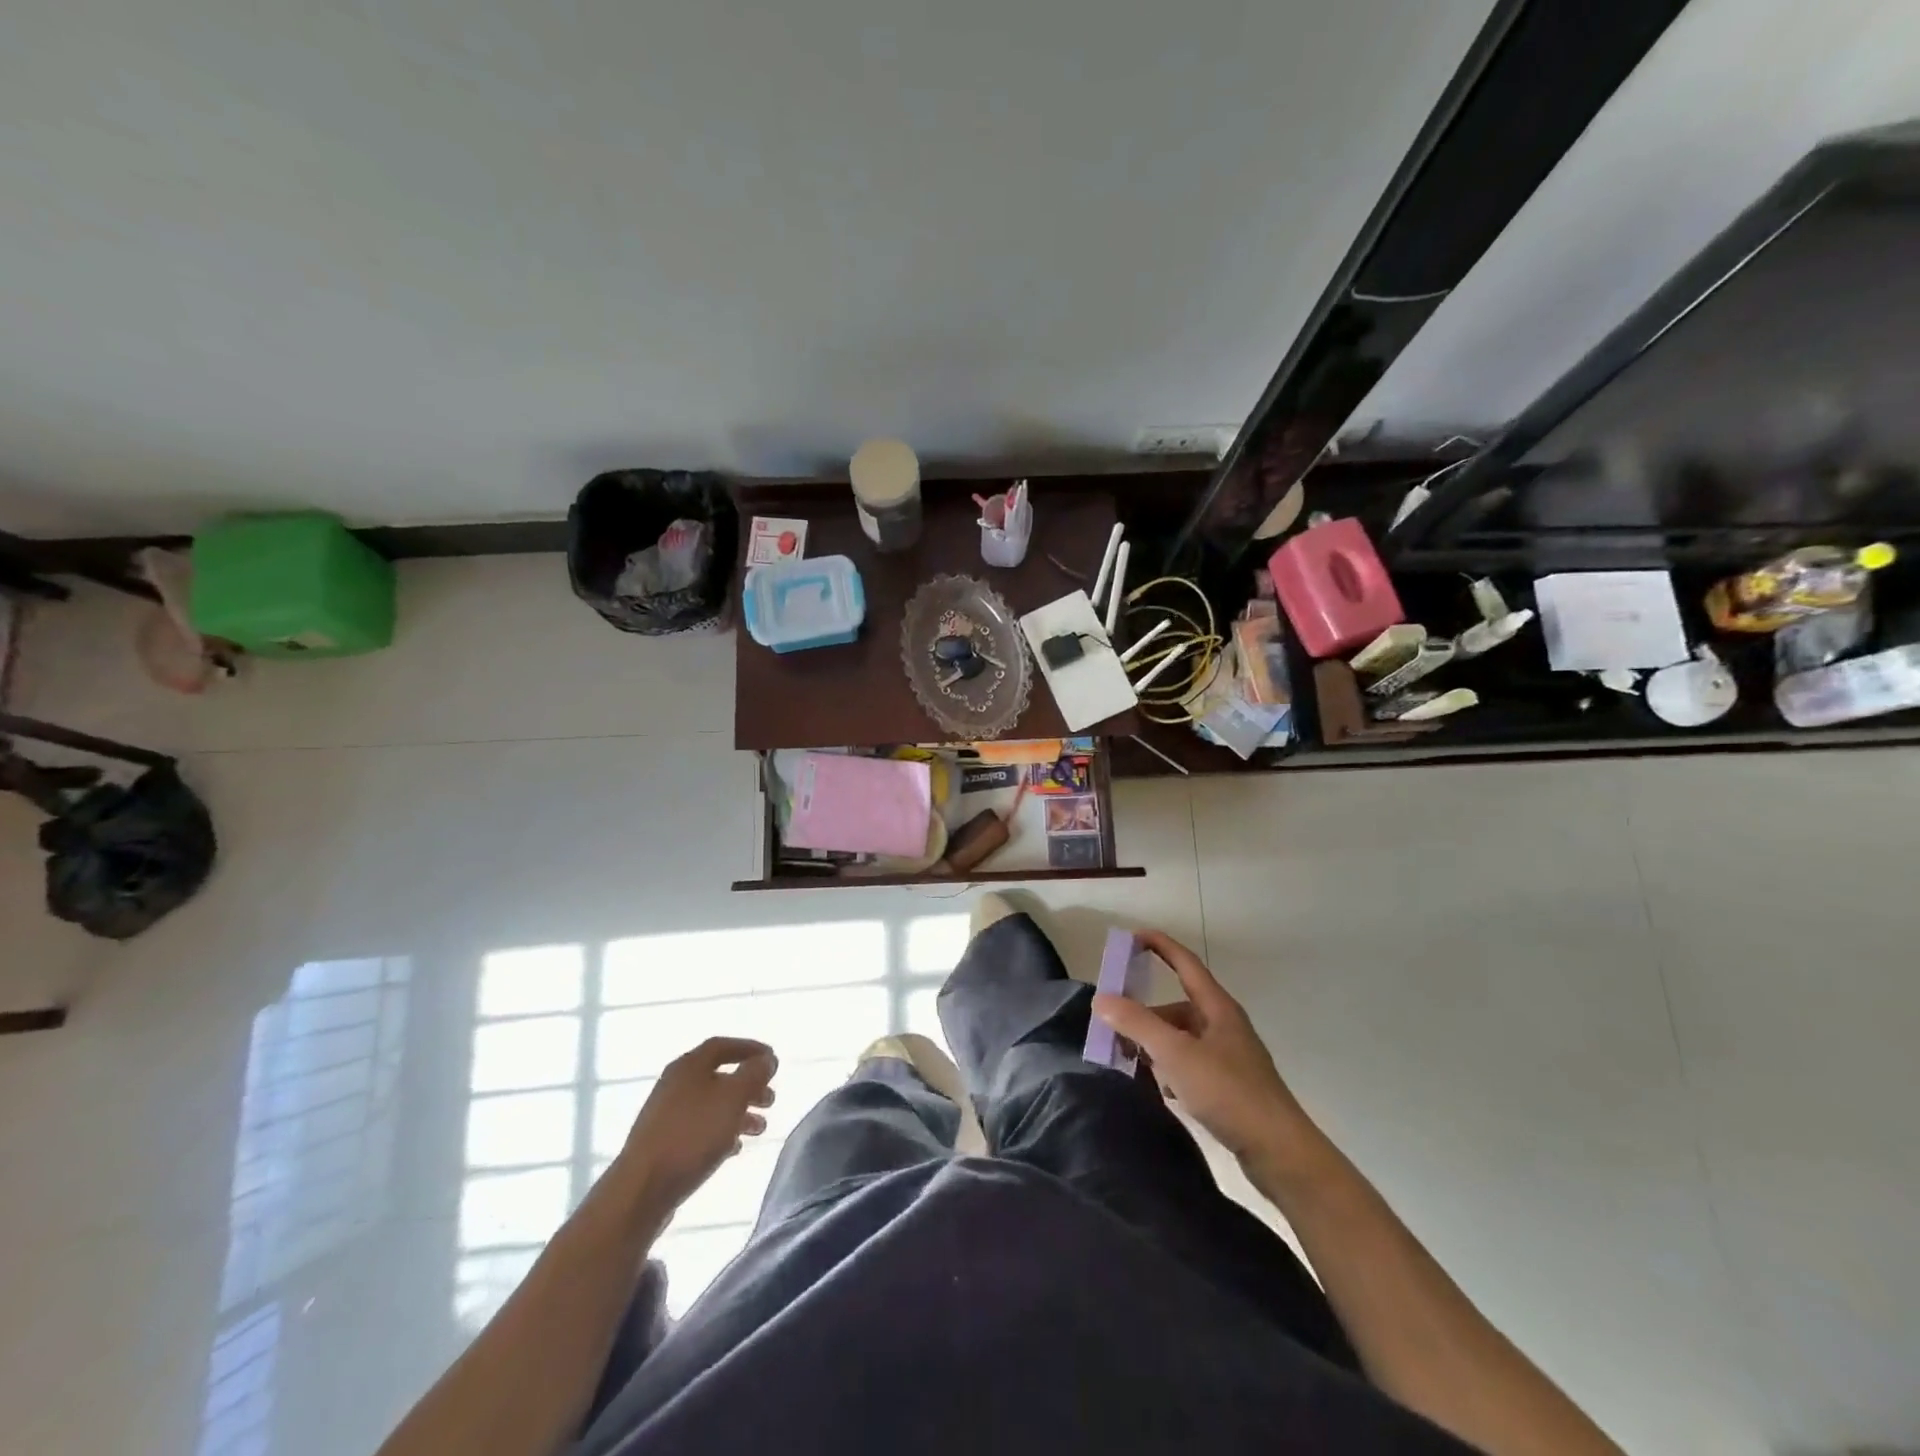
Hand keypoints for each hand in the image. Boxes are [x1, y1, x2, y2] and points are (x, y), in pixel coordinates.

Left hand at [619, 1037, 777, 1213]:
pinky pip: (699, 1129)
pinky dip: (721, 1132)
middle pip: (719, 1076)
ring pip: (711, 1105)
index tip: (772, 1061)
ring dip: (739, 1112)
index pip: (723, 1046)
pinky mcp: (663, 1143)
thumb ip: (754, 1074)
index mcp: (689, 1066)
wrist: (642, 1189)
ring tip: (760, 1129)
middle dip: (748, 1086)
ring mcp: (666, 1115)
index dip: (750, 1049)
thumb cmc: (692, 1134)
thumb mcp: (733, 1097)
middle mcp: (675, 1084)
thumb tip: (766, 1059)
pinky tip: (735, 1148)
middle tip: (770, 1100)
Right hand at [1092, 931, 1314, 1168]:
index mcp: (1217, 1007)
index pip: (1184, 962)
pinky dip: (1168, 1069)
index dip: (1159, 945)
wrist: (1280, 1152)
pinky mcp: (1228, 1086)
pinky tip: (1156, 1087)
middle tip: (1112, 1023)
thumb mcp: (1176, 1053)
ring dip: (1153, 1044)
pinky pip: (1188, 1064)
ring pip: (1181, 1038)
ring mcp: (1228, 1056)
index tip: (1130, 937)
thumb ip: (1137, 1023)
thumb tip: (1102, 998)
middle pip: (1176, 1007)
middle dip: (1144, 1012)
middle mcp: (1223, 1025)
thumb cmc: (1228, 1092)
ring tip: (1127, 1060)